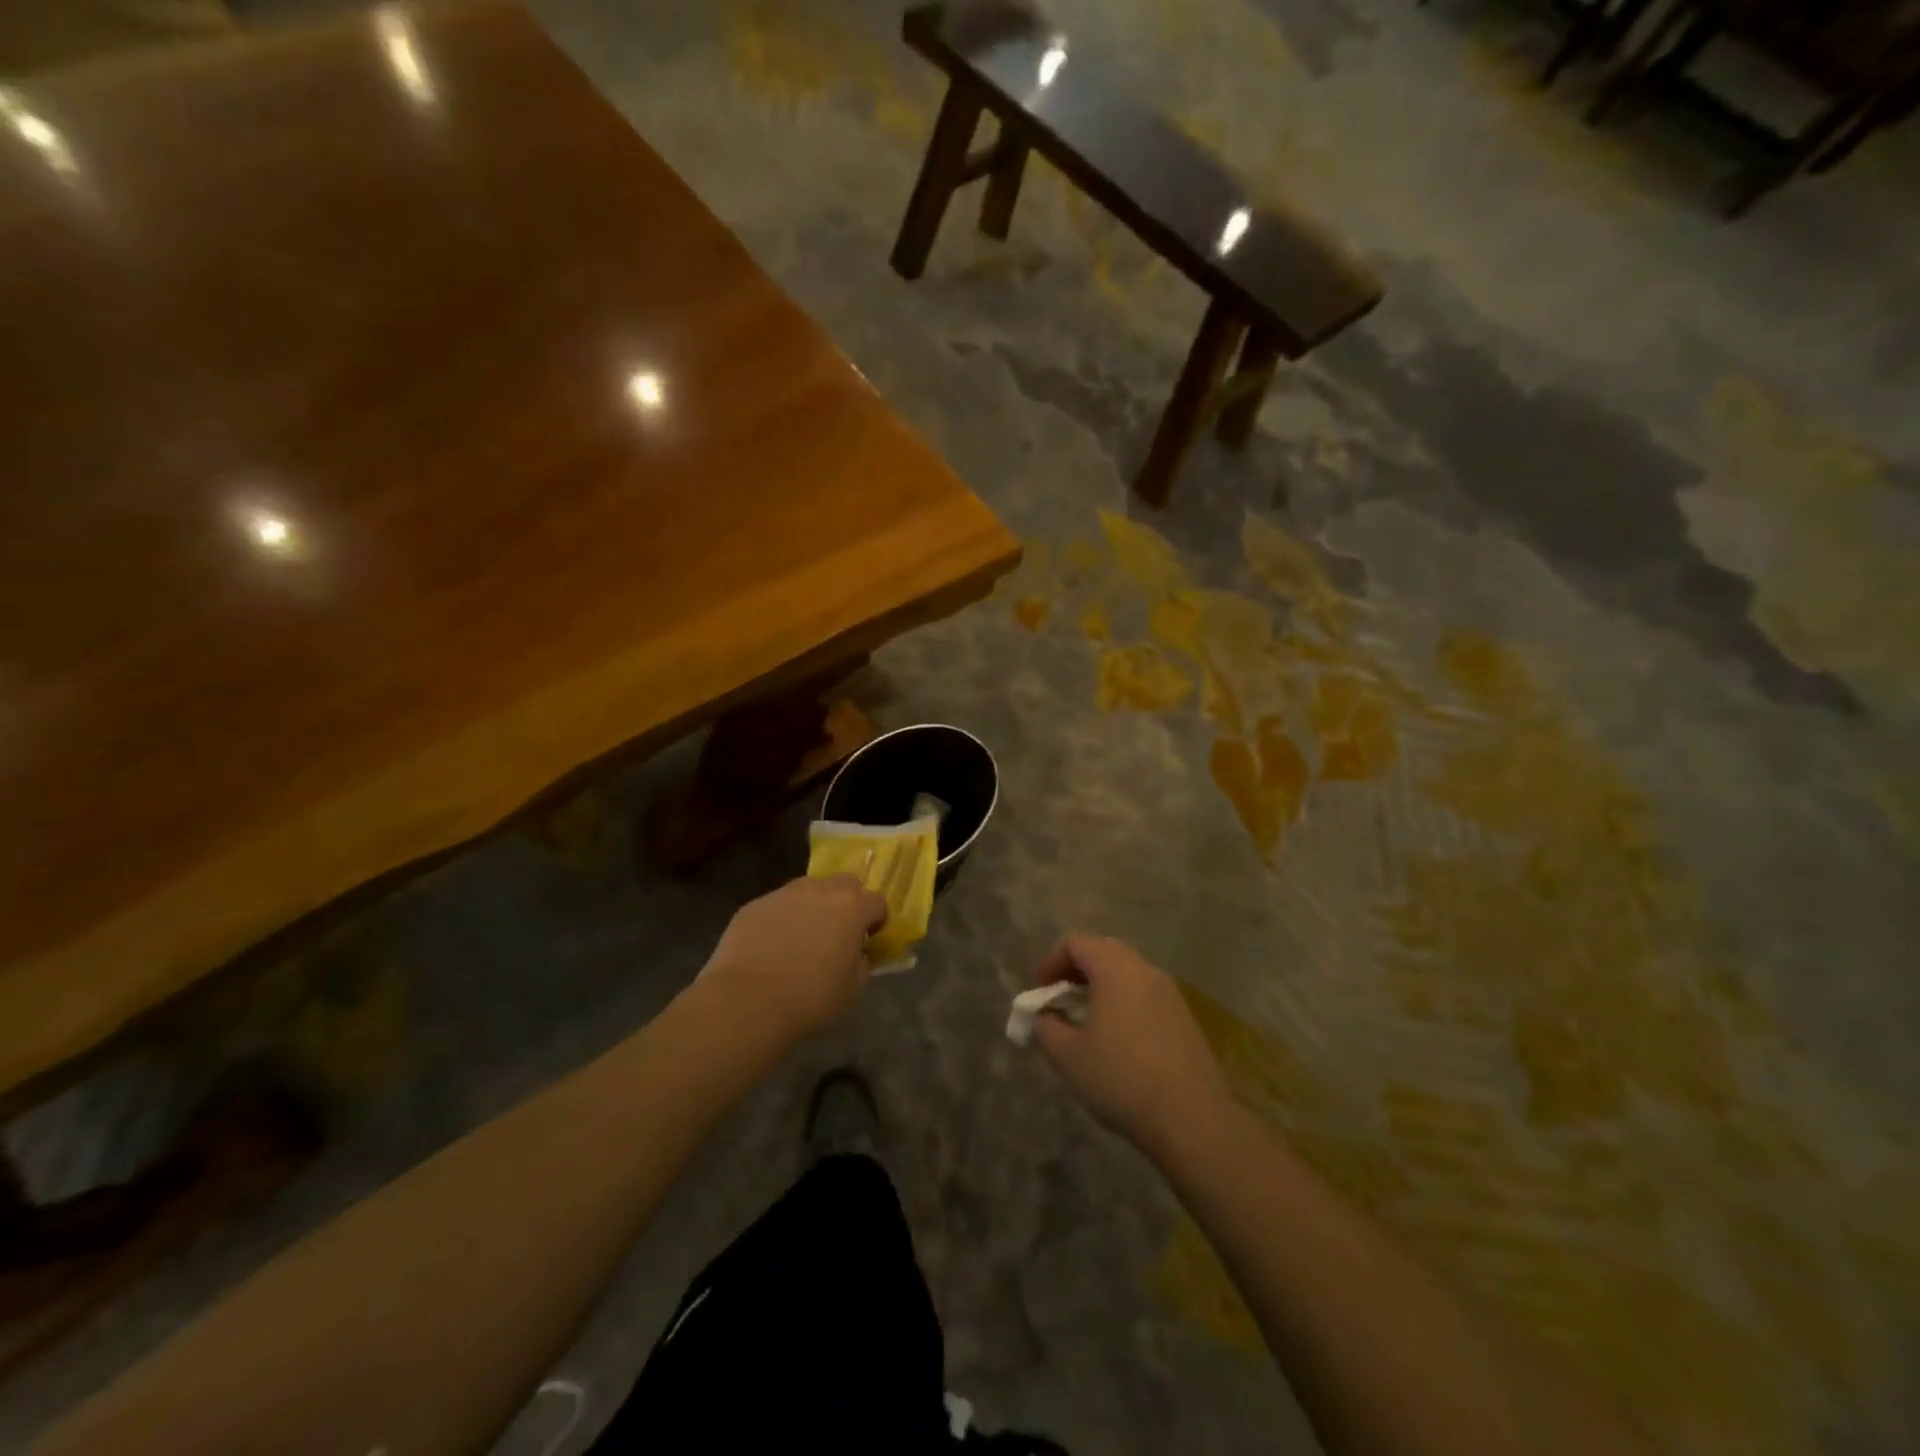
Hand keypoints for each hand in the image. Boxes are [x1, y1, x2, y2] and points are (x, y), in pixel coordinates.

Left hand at [698, 875, 887, 1038]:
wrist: (746, 1002)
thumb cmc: (810, 999)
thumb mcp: (852, 989)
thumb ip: (862, 964)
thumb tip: (857, 954)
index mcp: (851, 908)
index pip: (877, 901)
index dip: (877, 920)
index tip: (870, 939)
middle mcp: (820, 891)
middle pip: (845, 883)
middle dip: (848, 901)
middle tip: (839, 931)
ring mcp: (784, 894)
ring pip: (808, 889)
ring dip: (814, 905)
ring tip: (803, 936)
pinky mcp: (754, 905)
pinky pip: (778, 905)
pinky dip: (782, 918)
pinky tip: (772, 946)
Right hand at [1027, 936, 1234, 1161]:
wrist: (1193, 1118)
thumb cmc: (1122, 1079)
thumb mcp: (1068, 1056)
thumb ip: (1046, 1027)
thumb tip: (1044, 1017)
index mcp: (1115, 969)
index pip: (1076, 943)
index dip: (1051, 962)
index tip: (1040, 994)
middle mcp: (1145, 970)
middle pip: (1104, 951)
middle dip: (1077, 971)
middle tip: (1061, 1001)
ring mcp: (1170, 993)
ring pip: (1128, 973)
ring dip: (1102, 987)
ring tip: (1087, 1022)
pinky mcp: (1185, 1017)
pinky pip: (1145, 995)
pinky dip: (1124, 1003)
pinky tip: (1118, 1040)